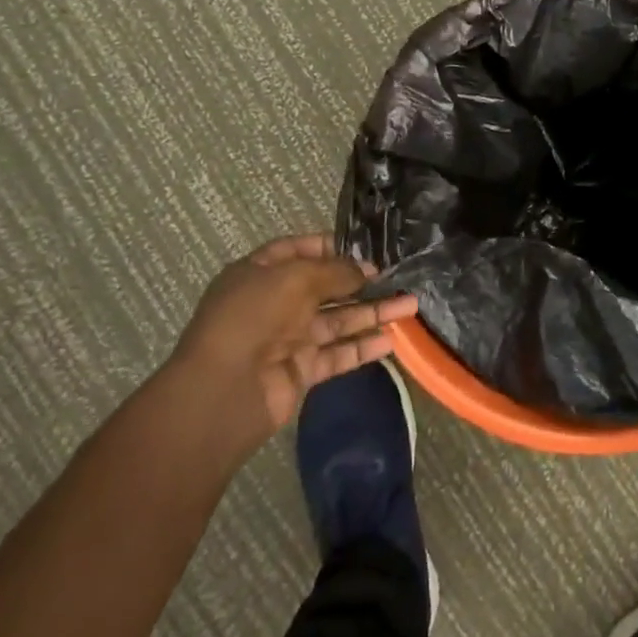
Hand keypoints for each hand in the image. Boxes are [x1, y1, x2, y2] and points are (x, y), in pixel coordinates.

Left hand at [168, 234, 417, 446]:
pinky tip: (392, 341)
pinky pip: (338, 354)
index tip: (365, 248)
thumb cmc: (255, 317)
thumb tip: (366, 271)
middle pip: (325, 288)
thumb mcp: (296, 278)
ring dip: (373, 313)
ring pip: (338, 321)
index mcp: (261, 274)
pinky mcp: (302, 370)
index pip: (298, 251)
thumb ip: (336, 271)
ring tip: (411, 306)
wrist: (225, 389)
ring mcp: (289, 339)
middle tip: (397, 277)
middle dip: (361, 282)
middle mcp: (275, 303)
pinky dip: (364, 348)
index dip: (330, 247)